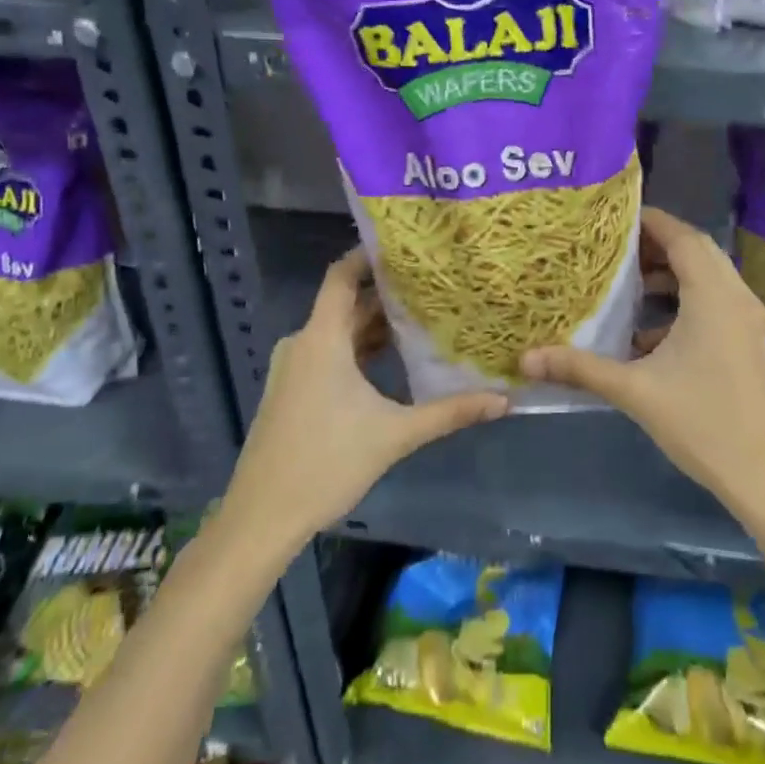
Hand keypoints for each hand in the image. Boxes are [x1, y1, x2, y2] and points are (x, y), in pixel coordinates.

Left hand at [226, 250, 505, 548]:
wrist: (261, 518)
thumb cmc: (326, 463)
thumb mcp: (395, 435)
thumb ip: (449, 412)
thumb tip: (503, 400)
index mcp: (322, 339)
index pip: (341, 276)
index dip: (368, 256)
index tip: (405, 245)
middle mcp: (303, 344)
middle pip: (346, 305)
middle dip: (386, 295)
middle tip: (432, 285)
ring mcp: (293, 369)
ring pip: (338, 333)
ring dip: (374, 326)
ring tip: (421, 318)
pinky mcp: (291, 392)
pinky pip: (328, 354)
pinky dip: (358, 350)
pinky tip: (392, 362)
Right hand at [522, 208, 764, 568]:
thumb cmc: (702, 424)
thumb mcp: (635, 392)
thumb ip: (580, 369)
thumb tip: (526, 359)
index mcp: (713, 296)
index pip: (682, 237)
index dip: (649, 221)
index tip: (612, 217)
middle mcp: (736, 297)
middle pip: (696, 250)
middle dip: (656, 244)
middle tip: (613, 247)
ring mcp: (747, 320)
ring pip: (708, 276)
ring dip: (672, 273)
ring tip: (627, 282)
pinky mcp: (748, 341)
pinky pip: (715, 301)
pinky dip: (684, 301)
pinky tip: (648, 331)